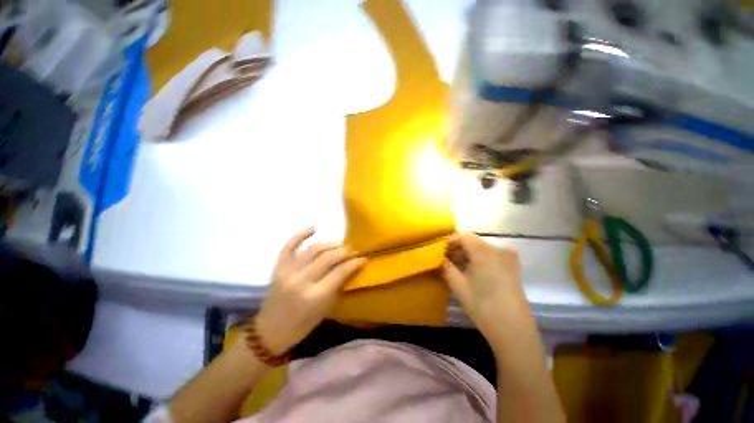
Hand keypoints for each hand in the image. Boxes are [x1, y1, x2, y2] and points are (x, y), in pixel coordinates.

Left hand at [255, 228, 366, 354]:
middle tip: (354, 251)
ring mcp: (288, 272)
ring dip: (330, 244)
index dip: (355, 263)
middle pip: (329, 257)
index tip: (363, 258)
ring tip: (340, 246)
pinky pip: (289, 246)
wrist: (270, 331)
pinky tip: (314, 228)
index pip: (340, 271)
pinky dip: (301, 235)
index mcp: (315, 296)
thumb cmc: (301, 325)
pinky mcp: (278, 268)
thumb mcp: (326, 309)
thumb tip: (350, 269)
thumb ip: (338, 287)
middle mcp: (301, 281)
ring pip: (314, 249)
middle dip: (345, 252)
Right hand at [441, 233, 527, 346]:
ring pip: (482, 249)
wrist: (513, 330)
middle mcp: (498, 249)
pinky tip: (472, 272)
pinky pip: (491, 257)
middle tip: (445, 260)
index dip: (449, 241)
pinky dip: (479, 260)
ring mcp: (508, 258)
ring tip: (456, 267)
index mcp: (484, 251)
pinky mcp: (513, 268)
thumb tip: (438, 258)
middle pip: (473, 242)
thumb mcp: (458, 285)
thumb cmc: (482, 306)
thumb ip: (446, 267)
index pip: (463, 236)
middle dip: (457, 249)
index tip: (439, 251)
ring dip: (467, 255)